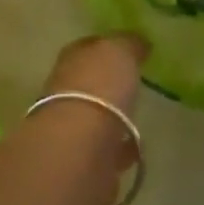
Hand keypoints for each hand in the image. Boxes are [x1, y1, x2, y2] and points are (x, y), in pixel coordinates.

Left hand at [33, 35, 145, 204]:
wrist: (80, 147)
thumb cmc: (99, 88)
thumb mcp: (119, 51)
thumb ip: (128, 44)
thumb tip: (138, 42)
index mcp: (72, 60)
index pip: (88, 47)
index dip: (106, 47)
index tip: (129, 51)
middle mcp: (65, 92)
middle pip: (89, 84)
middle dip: (107, 87)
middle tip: (132, 87)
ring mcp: (71, 130)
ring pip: (95, 119)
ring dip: (112, 121)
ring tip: (137, 121)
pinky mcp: (82, 162)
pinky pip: (105, 152)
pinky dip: (118, 150)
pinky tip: (136, 149)